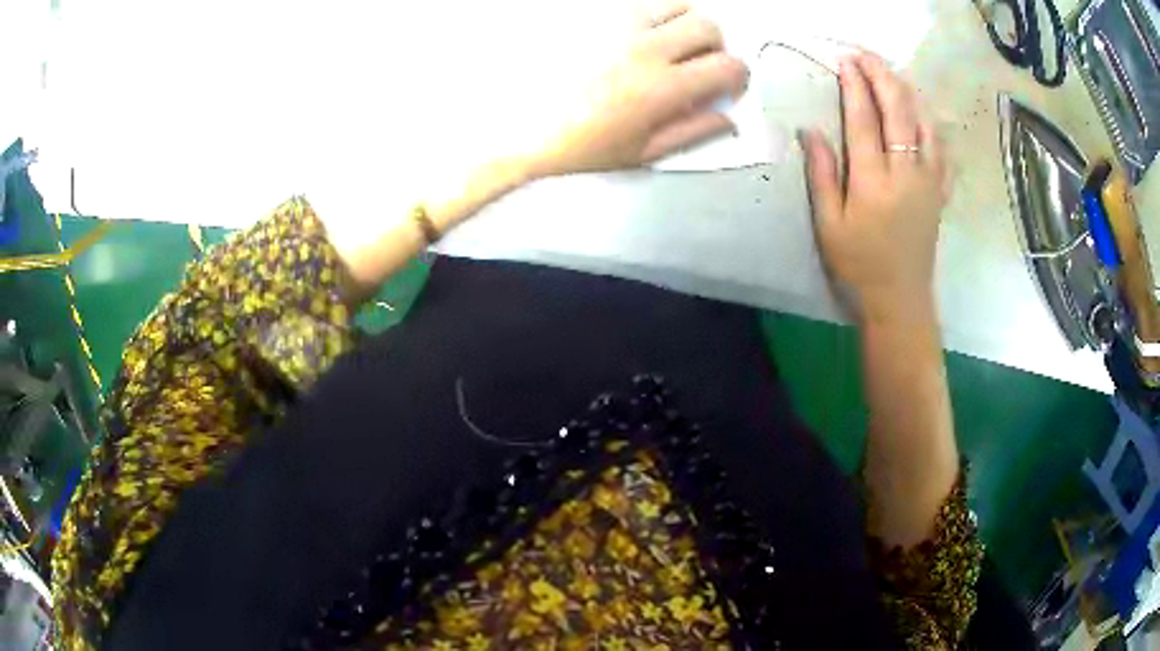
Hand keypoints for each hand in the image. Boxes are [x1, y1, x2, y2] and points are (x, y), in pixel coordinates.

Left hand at [528, 2, 747, 177]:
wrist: (522, 127)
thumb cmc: (582, 147)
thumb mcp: (643, 152)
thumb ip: (694, 131)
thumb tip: (729, 116)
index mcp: (663, 88)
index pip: (728, 66)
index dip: (738, 77)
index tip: (728, 88)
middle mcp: (647, 48)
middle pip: (708, 26)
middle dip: (717, 46)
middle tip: (700, 65)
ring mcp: (619, 28)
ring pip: (677, 5)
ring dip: (686, 24)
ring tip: (672, 46)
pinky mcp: (595, 19)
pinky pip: (641, 6)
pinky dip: (654, 18)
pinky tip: (640, 39)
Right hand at [801, 51, 948, 324]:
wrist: (900, 300)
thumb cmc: (859, 265)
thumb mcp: (829, 225)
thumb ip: (822, 175)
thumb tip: (810, 131)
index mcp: (874, 182)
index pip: (864, 119)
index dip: (854, 85)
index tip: (845, 61)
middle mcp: (906, 173)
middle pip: (898, 111)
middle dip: (882, 76)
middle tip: (865, 56)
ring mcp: (929, 181)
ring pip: (924, 123)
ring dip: (908, 92)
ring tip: (891, 74)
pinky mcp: (940, 191)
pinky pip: (942, 148)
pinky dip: (932, 123)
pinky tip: (923, 113)